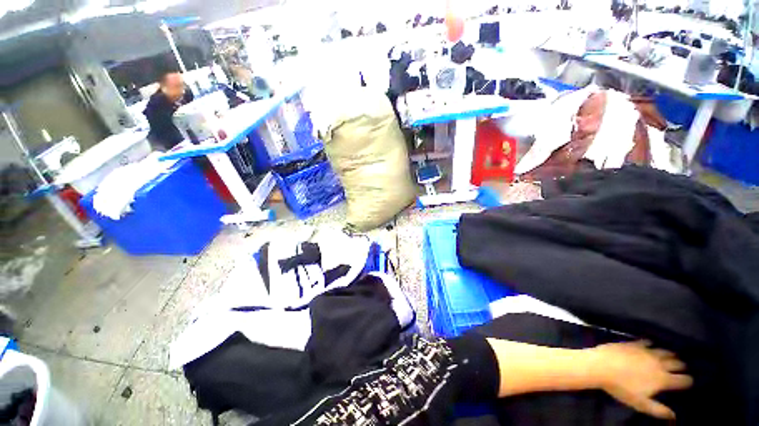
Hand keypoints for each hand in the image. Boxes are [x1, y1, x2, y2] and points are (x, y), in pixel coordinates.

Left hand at [591, 341, 692, 419]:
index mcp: (662, 378)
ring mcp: (646, 351)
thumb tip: (674, 416)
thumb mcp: (641, 403)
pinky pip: (647, 342)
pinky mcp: (633, 343)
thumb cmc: (621, 387)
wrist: (600, 366)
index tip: (689, 381)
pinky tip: (651, 345)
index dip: (688, 381)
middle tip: (682, 368)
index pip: (683, 379)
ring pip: (665, 351)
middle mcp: (658, 363)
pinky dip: (652, 344)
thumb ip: (659, 410)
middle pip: (677, 363)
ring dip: (670, 354)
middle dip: (682, 365)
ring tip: (672, 356)